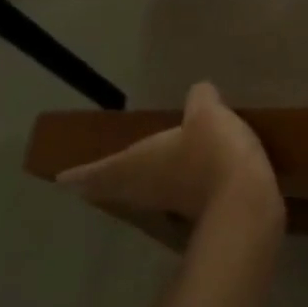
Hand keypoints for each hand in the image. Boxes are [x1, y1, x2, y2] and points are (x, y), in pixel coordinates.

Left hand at [59, 83, 282, 228]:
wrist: (246, 201)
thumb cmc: (213, 152)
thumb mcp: (207, 113)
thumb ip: (200, 99)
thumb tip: (200, 92)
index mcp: (138, 164)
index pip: (99, 170)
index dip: (80, 173)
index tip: (61, 180)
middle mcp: (148, 188)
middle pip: (118, 187)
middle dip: (105, 181)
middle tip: (90, 180)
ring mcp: (172, 205)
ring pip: (145, 194)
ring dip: (137, 186)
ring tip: (135, 175)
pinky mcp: (199, 213)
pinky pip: (174, 198)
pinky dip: (171, 189)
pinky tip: (184, 180)